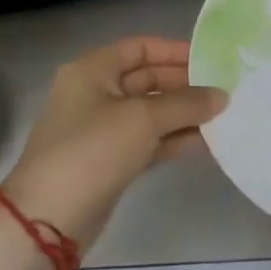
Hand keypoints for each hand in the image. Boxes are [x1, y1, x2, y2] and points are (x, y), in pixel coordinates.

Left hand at [2, 37, 226, 251]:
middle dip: (184, 85)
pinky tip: (204, 141)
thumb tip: (222, 96)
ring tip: (221, 116)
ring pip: (150, 112)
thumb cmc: (92, 150)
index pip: (140, 48)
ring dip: (183, 113)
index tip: (210, 60)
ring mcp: (101, 129)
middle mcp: (94, 94)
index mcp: (92, 70)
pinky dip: (173, 138)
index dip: (174, 50)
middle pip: (147, 79)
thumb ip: (187, 103)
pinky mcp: (109, 160)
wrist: (47, 220)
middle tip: (223, 90)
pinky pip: (148, 140)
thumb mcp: (144, 118)